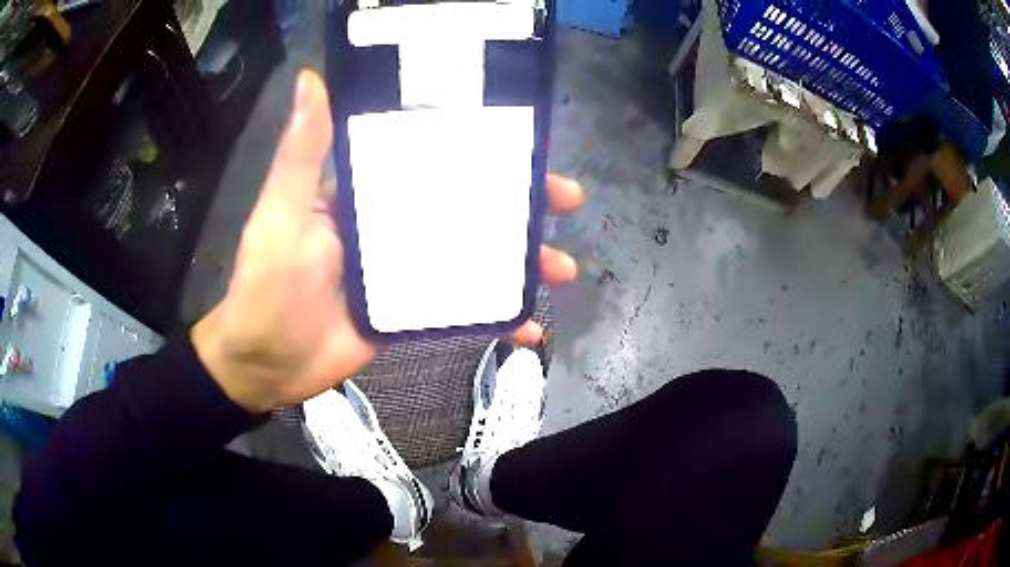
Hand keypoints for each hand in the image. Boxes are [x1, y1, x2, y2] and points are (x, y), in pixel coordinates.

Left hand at [191, 70, 583, 412]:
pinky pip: (463, 309)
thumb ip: (302, 152)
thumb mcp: (282, 212)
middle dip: (519, 202)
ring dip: (521, 260)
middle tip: (566, 199)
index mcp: (368, 192)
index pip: (433, 158)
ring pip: (475, 256)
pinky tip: (529, 326)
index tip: (527, 145)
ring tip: (562, 268)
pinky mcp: (412, 312)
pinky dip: (497, 318)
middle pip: (468, 205)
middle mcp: (392, 224)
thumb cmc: (267, 284)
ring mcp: (406, 271)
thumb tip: (311, 78)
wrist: (266, 363)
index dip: (481, 149)